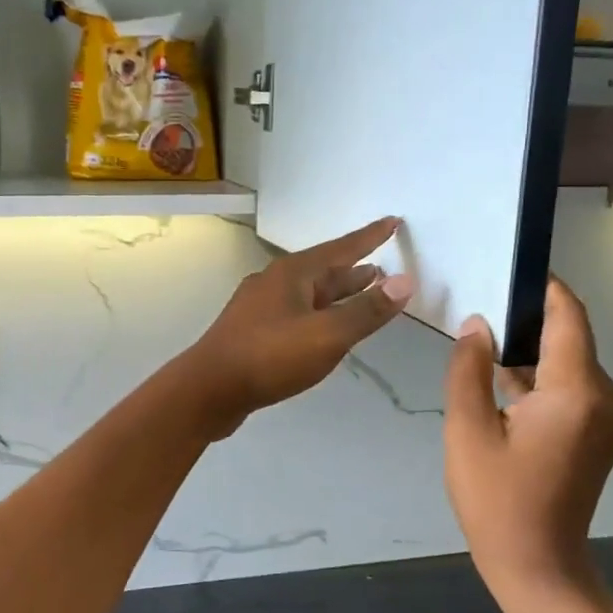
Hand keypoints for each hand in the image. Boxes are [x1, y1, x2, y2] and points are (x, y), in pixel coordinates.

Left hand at [178, 217, 413, 436]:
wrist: (208, 390)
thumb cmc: (270, 357)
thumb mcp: (327, 335)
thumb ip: (366, 311)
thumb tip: (404, 281)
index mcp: (292, 274)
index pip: (341, 248)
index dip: (370, 237)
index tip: (393, 222)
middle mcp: (274, 283)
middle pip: (324, 271)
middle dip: (354, 270)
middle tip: (383, 269)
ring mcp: (260, 307)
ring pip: (309, 294)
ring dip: (337, 293)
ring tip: (364, 293)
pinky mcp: (253, 332)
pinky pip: (296, 313)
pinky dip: (319, 314)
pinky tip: (325, 329)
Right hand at [443, 278, 612, 601]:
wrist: (537, 565)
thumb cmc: (496, 500)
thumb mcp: (467, 430)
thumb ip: (469, 369)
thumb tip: (477, 324)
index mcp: (577, 392)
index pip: (568, 316)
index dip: (543, 287)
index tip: (507, 268)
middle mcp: (607, 397)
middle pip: (569, 337)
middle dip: (526, 321)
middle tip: (477, 310)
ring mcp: (610, 416)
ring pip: (568, 362)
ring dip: (529, 353)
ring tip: (480, 346)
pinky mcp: (602, 431)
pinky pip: (571, 386)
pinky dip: (539, 379)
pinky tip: (500, 383)